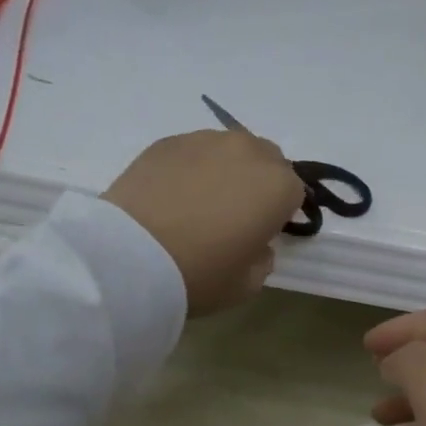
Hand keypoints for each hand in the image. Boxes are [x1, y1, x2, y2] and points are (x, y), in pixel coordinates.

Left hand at [103, 129, 305, 314]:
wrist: (131, 257)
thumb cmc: (200, 274)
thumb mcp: (247, 285)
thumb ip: (263, 259)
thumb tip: (255, 243)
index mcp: (277, 187)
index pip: (295, 192)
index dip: (281, 213)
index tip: (262, 233)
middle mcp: (247, 152)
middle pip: (267, 160)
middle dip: (259, 183)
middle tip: (235, 216)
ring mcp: (205, 141)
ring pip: (229, 151)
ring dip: (226, 172)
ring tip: (201, 204)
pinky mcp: (167, 142)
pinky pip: (194, 152)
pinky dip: (192, 169)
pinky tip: (174, 198)